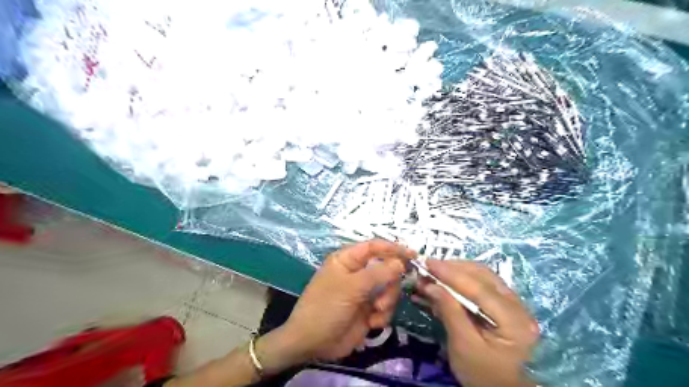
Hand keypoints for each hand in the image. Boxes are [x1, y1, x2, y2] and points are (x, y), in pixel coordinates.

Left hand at [276, 240, 413, 360]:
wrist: (312, 343)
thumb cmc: (326, 307)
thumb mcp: (351, 287)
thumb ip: (378, 273)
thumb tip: (400, 262)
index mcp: (347, 260)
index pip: (374, 247)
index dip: (393, 248)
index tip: (413, 255)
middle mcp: (357, 273)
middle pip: (387, 269)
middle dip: (390, 285)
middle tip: (383, 299)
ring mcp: (363, 292)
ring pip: (389, 289)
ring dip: (387, 301)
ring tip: (375, 312)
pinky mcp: (368, 310)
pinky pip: (386, 307)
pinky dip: (383, 315)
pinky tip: (371, 323)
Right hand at [415, 259, 537, 386]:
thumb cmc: (481, 374)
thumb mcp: (462, 345)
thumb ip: (449, 311)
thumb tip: (430, 284)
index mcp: (514, 321)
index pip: (480, 288)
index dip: (451, 273)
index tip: (427, 263)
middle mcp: (518, 306)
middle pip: (482, 276)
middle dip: (452, 269)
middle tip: (427, 267)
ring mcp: (513, 303)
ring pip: (482, 276)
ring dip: (455, 271)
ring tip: (433, 272)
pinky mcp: (503, 304)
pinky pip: (481, 283)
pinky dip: (461, 279)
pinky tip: (444, 281)